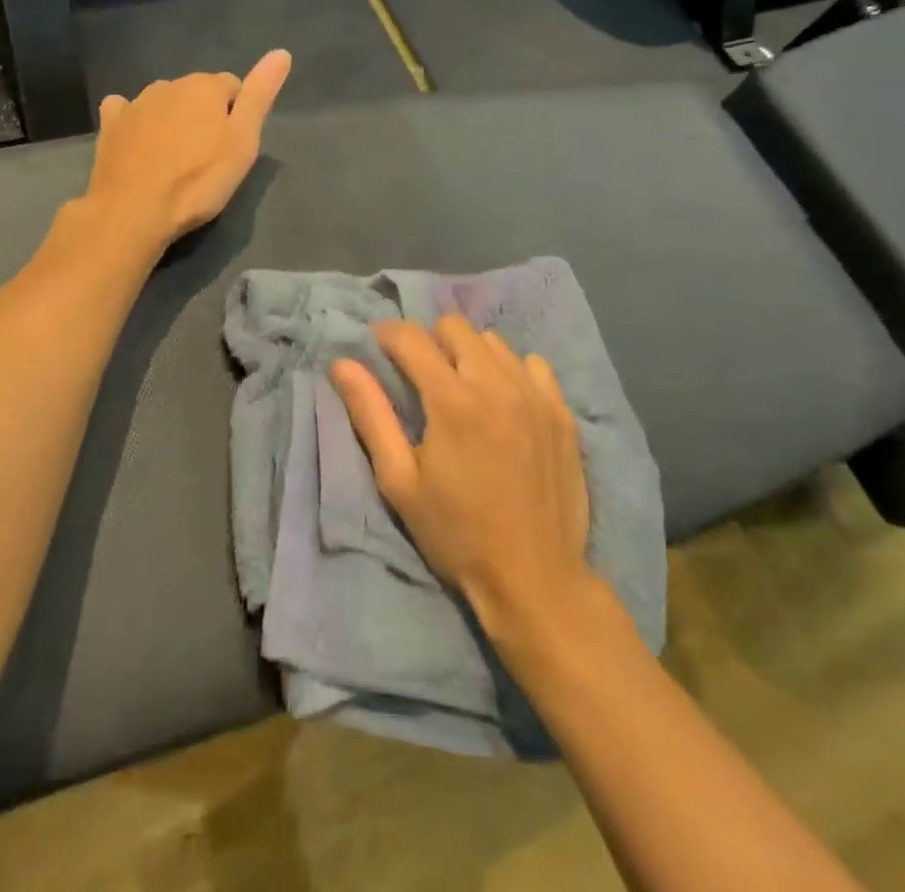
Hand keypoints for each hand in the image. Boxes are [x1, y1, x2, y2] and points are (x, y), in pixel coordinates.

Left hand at [85, 50, 292, 245]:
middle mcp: (168, 84)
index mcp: (204, 87)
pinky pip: (125, 111)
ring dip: (171, 120)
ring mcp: (135, 103)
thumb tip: (281, 52)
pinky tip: (135, 143)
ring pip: (163, 102)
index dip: (237, 116)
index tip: (233, 147)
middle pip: (196, 94)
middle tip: (206, 158)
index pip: (233, 87)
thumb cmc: (198, 181)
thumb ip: (260, 96)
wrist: (133, 210)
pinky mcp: (110, 125)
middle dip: (203, 116)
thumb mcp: (243, 142)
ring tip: (173, 158)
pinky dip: (133, 121)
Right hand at [332, 316, 589, 628]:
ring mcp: (536, 397)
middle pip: (455, 326)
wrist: (535, 580)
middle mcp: (496, 385)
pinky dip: (511, 371)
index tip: (377, 346)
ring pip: (494, 342)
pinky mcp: (562, 413)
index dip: (387, 334)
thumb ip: (370, 414)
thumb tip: (342, 364)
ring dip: (469, 354)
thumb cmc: (456, 534)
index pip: (412, 337)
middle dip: (429, 340)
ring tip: (462, 387)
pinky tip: (504, 401)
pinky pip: (533, 365)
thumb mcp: (399, 481)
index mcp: (452, 401)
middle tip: (420, 374)